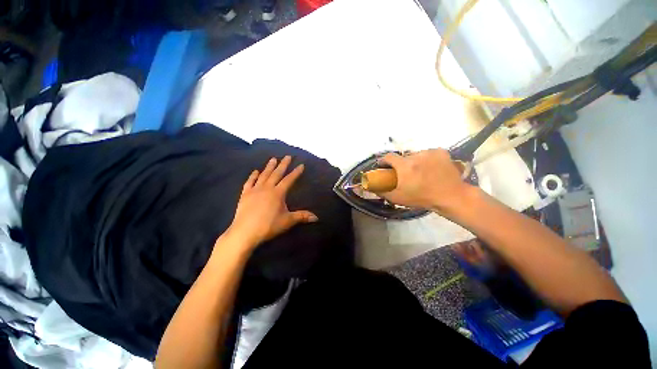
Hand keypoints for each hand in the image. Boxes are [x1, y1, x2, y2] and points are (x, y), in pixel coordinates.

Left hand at [225, 156, 317, 249]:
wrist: (245, 232)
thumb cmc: (268, 226)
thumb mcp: (288, 221)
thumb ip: (302, 217)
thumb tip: (317, 218)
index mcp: (278, 193)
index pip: (289, 180)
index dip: (296, 172)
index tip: (301, 165)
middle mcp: (267, 188)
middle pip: (276, 173)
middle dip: (283, 164)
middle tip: (287, 156)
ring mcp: (255, 190)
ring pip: (263, 175)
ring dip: (269, 167)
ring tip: (273, 158)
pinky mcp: (245, 195)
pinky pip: (249, 182)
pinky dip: (253, 176)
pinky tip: (255, 171)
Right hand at [377, 149, 473, 212]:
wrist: (451, 197)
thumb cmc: (422, 198)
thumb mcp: (398, 198)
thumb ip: (382, 192)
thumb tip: (371, 188)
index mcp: (404, 166)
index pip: (388, 157)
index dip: (384, 161)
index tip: (384, 166)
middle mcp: (416, 156)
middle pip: (403, 157)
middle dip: (401, 164)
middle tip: (405, 174)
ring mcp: (430, 152)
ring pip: (416, 154)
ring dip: (415, 161)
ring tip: (420, 172)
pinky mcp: (441, 152)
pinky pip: (428, 153)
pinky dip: (427, 159)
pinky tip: (431, 168)